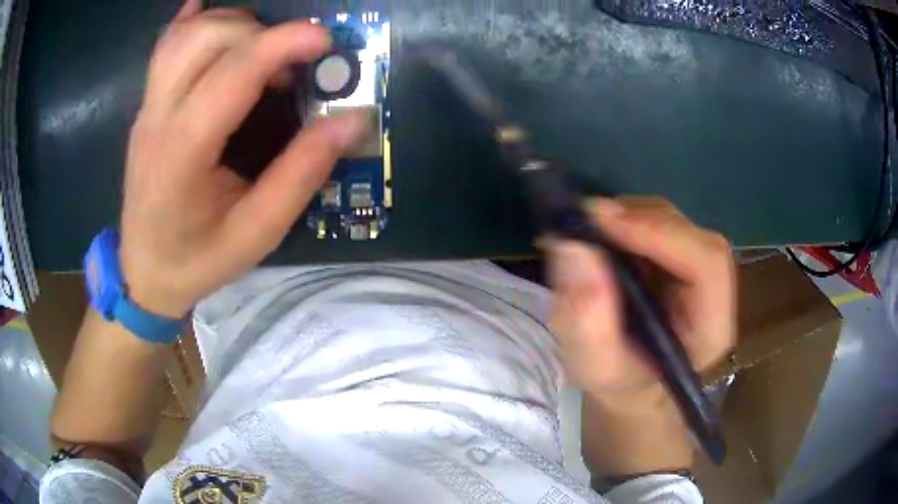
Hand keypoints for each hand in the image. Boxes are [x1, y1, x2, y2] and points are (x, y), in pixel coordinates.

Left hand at [119, 1, 370, 317]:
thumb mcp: (257, 233)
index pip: (231, 74)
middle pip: (204, 39)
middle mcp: (157, 120)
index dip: (280, 44)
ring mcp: (146, 109)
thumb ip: (302, 174)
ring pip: (184, 35)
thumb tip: (351, 120)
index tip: (324, 39)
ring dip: (232, 23)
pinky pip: (164, 46)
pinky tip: (213, 11)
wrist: (144, 272)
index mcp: (182, 156)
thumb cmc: (198, 260)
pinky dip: (193, 19)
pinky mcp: (146, 107)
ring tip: (262, 46)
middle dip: (259, 32)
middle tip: (292, 60)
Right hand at [548, 198, 736, 407]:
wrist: (634, 387)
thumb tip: (573, 247)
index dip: (661, 234)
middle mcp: (715, 292)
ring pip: (675, 224)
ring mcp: (700, 271)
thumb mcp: (597, 368)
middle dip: (639, 220)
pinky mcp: (681, 260)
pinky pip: (660, 226)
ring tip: (587, 227)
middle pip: (691, 235)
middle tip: (586, 218)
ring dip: (630, 217)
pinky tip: (601, 233)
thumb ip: (587, 319)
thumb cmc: (620, 385)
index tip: (604, 221)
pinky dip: (628, 222)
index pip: (707, 263)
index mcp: (712, 328)